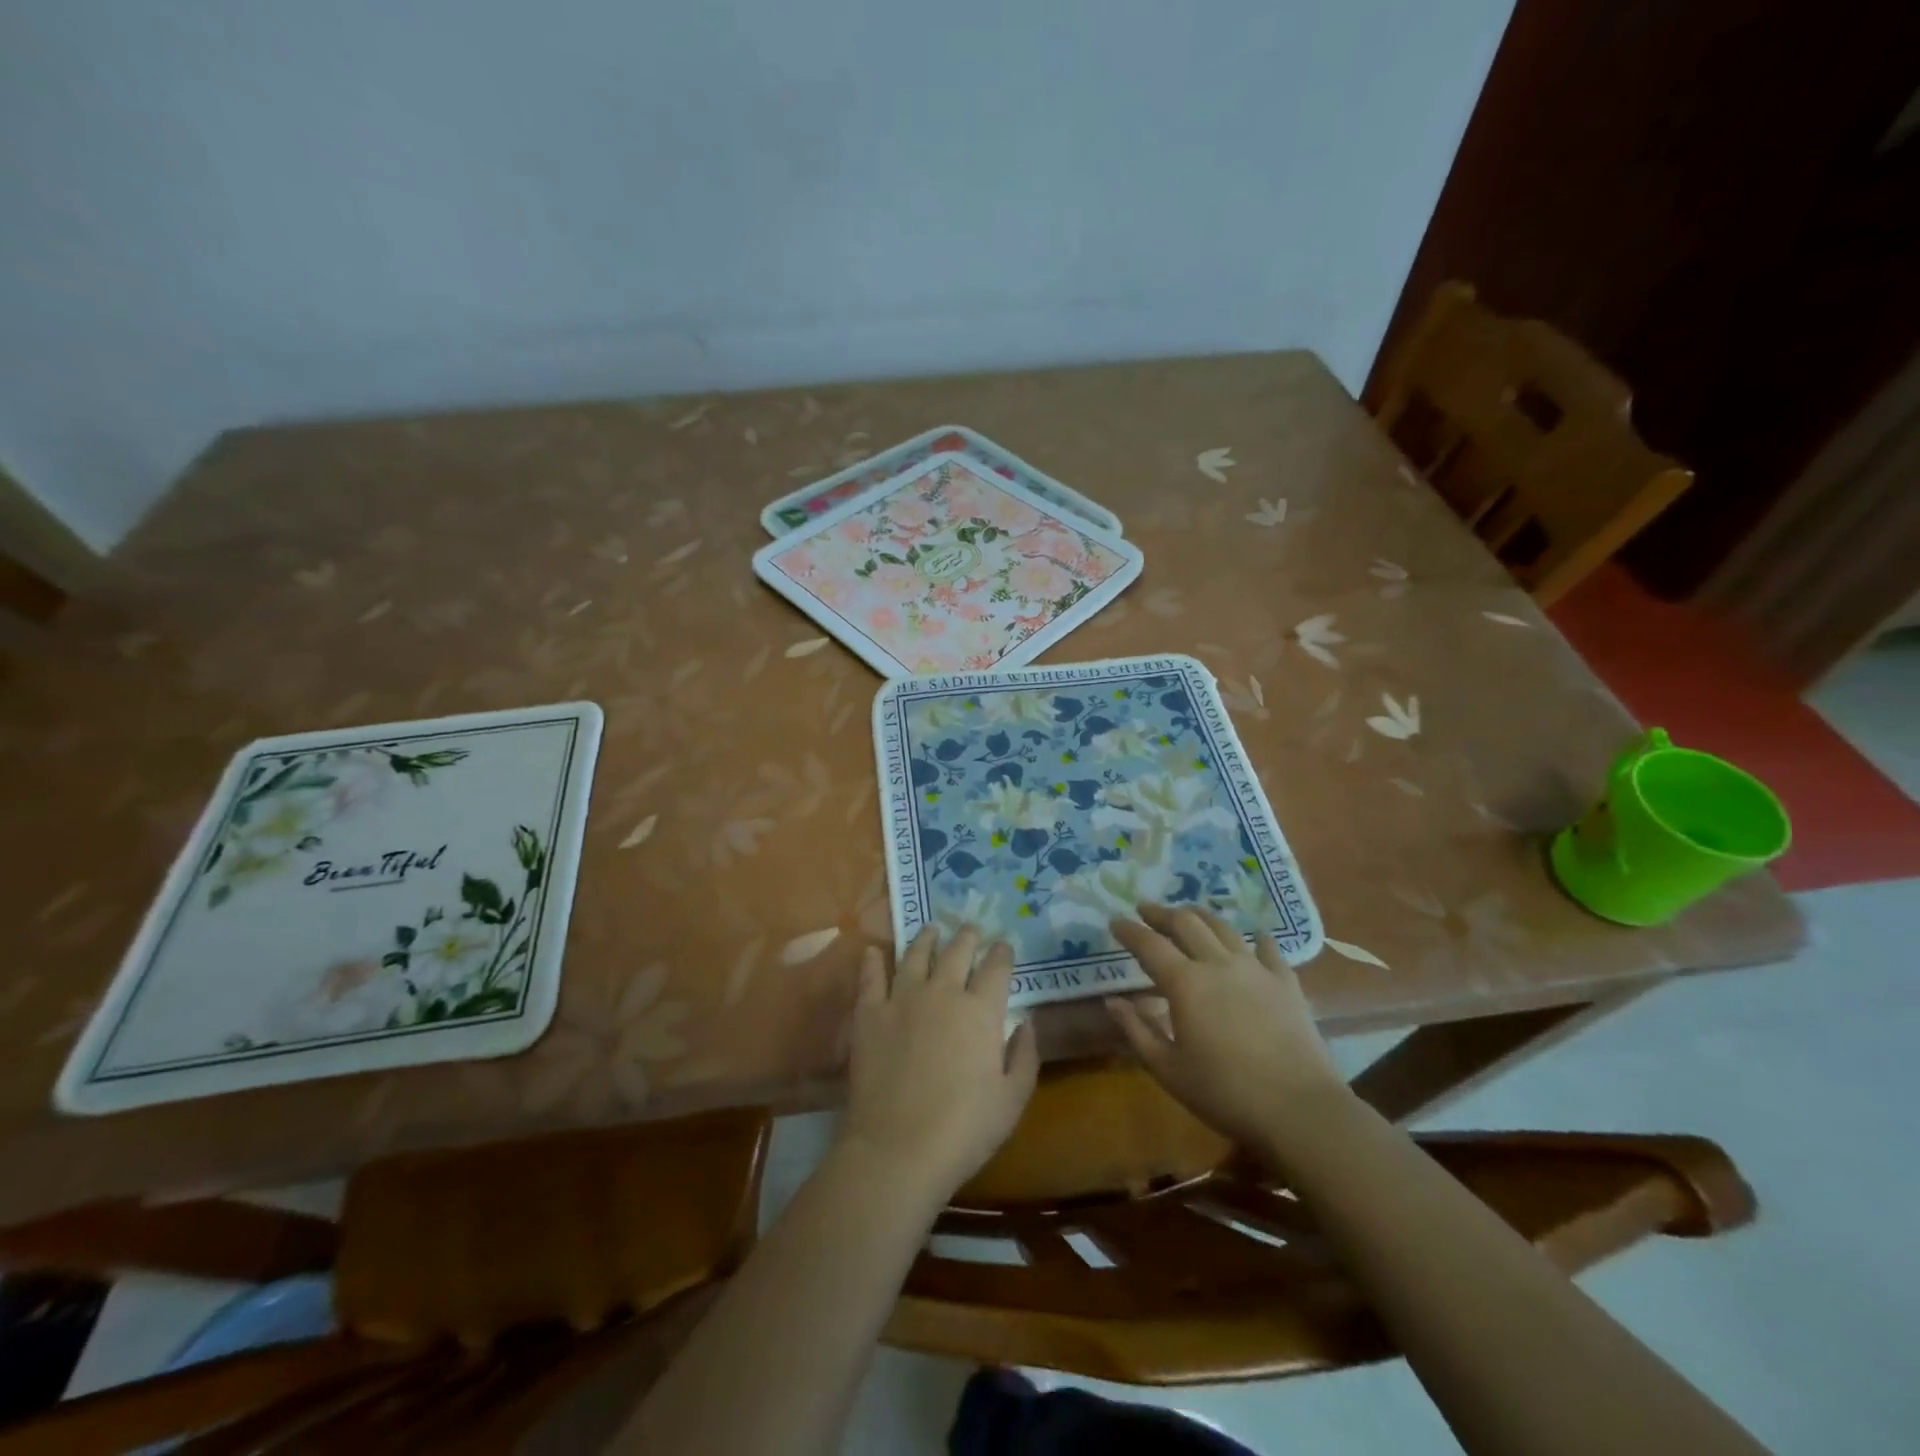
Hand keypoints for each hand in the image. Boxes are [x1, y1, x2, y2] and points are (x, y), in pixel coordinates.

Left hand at [841, 926, 1038, 1206]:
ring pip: (916, 955)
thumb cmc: (964, 1130)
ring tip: (931, 928)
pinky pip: (871, 977)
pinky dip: (873, 961)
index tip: (1004, 944)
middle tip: (971, 928)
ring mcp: (902, 999)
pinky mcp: (869, 1013)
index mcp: (981, 1011)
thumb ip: (1025, 1056)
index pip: (997, 968)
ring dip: (926, 938)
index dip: (1002, 953)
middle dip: (968, 937)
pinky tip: (873, 951)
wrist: (897, 1148)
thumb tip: (1028, 1022)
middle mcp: (943, 992)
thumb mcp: (1012, 1100)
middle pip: (957, 952)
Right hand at [1107, 903, 1346, 1155]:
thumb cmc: (1225, 1093)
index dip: (1129, 931)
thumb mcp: (1168, 1069)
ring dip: (1200, 916)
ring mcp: (1255, 969)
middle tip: (1146, 909)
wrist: (1299, 1109)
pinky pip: (1268, 948)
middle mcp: (1218, 964)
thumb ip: (1136, 1031)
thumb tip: (1112, 1001)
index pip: (1149, 945)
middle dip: (1161, 913)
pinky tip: (1253, 938)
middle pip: (1186, 923)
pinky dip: (1255, 938)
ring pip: (1223, 927)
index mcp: (1185, 983)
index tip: (1115, 922)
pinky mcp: (1286, 982)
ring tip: (1189, 913)